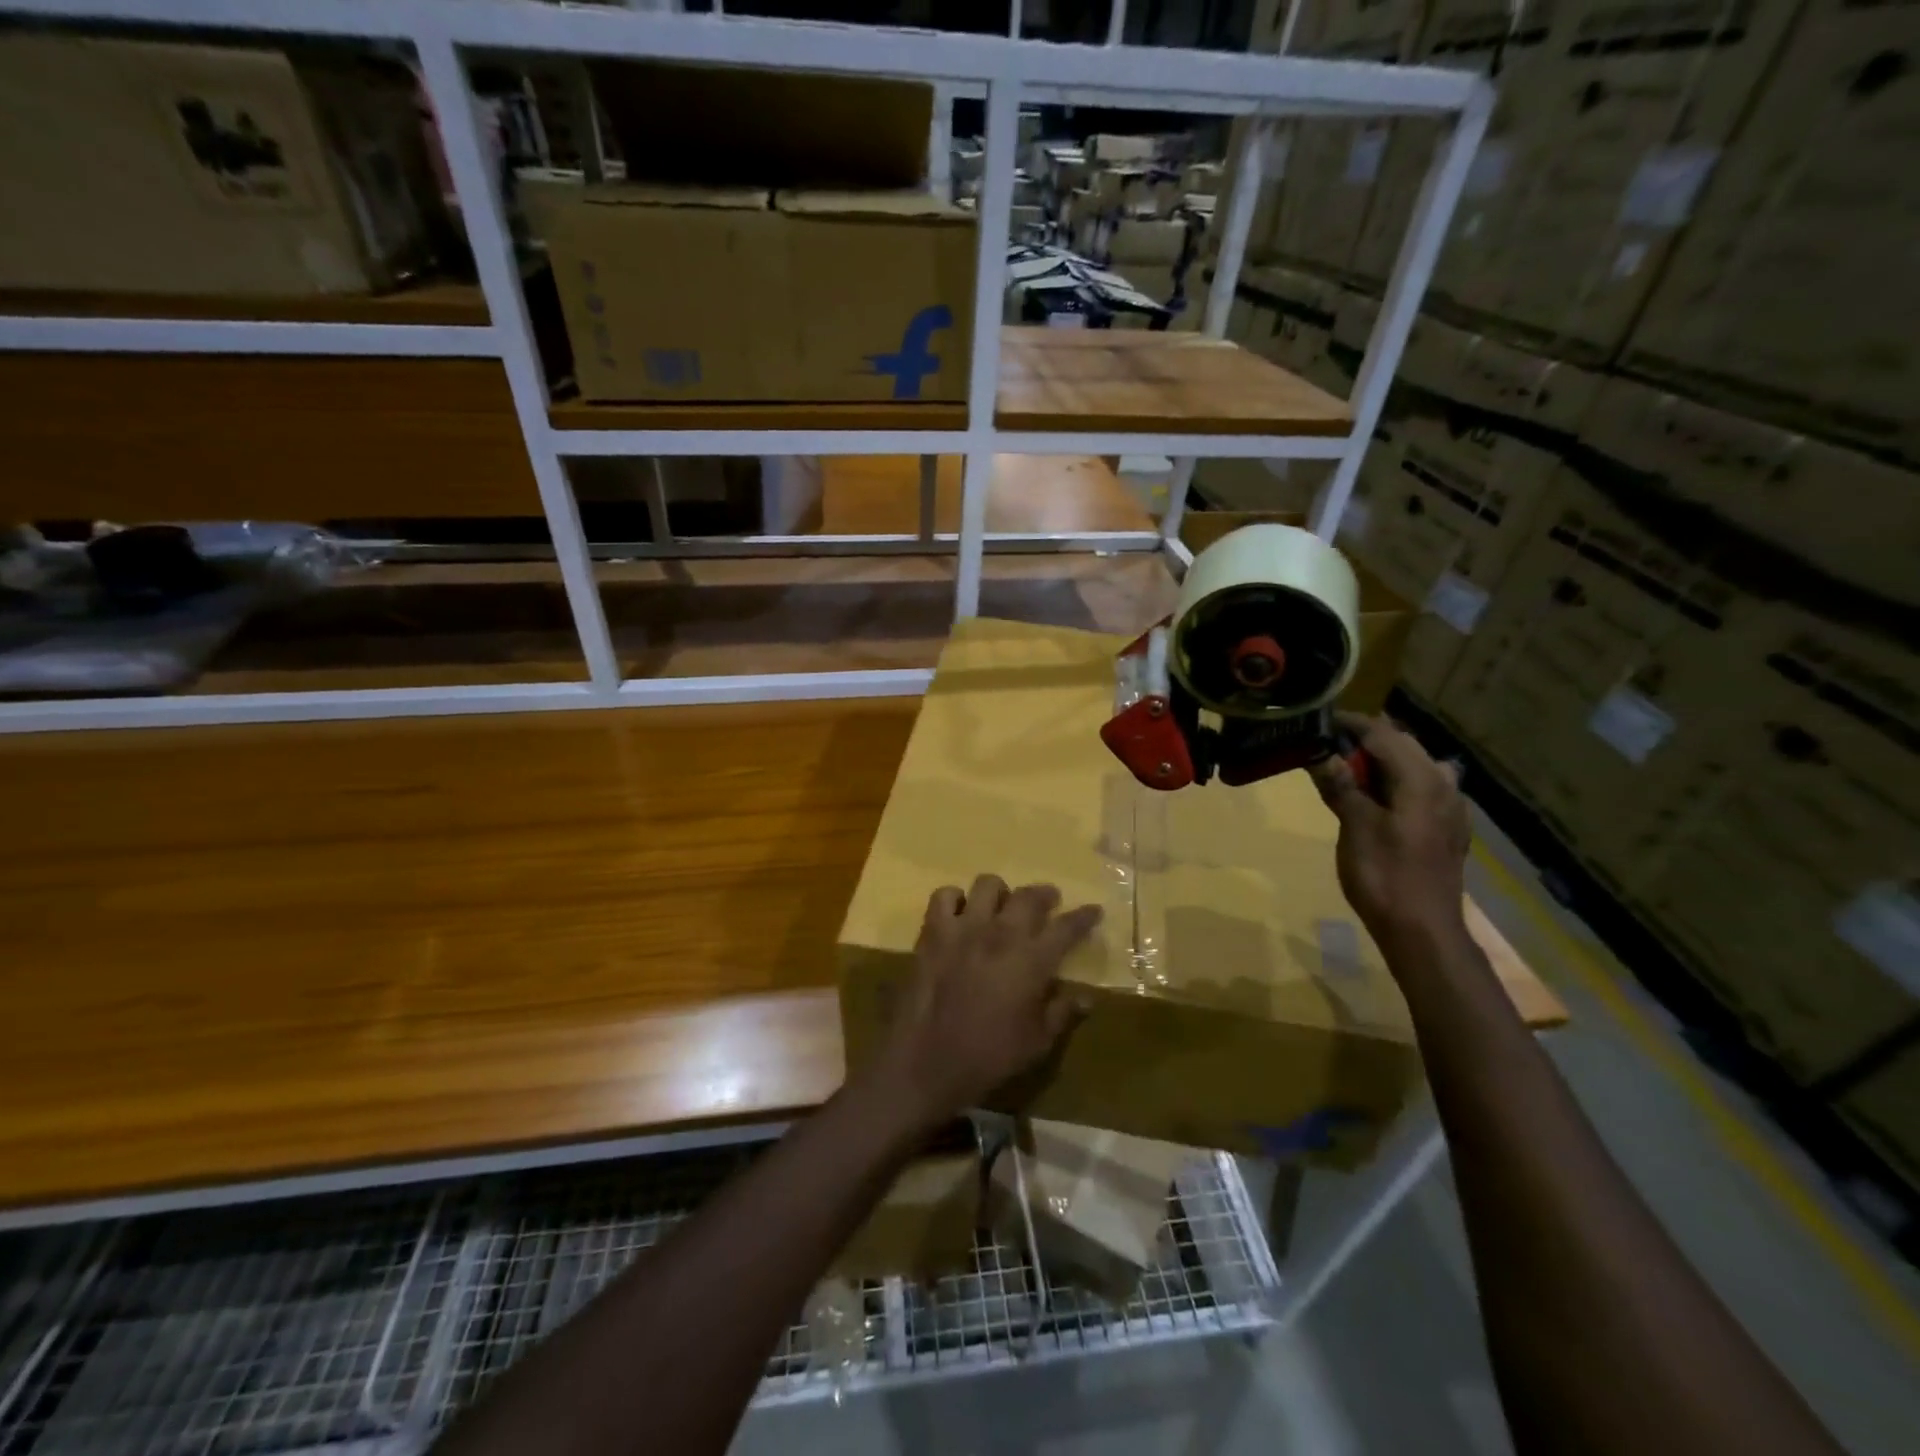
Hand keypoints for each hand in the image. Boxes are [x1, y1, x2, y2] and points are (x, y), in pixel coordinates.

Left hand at [867, 874, 1101, 1130]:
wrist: (927, 1062)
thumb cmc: (989, 1056)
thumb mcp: (1037, 1042)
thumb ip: (1063, 1012)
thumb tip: (1086, 996)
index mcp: (1032, 961)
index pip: (1067, 928)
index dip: (1083, 917)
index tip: (1093, 910)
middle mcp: (1001, 934)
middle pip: (1029, 896)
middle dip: (1045, 895)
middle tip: (1050, 901)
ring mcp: (964, 928)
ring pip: (988, 885)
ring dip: (1001, 893)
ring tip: (1002, 906)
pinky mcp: (933, 932)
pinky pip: (944, 896)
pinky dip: (956, 900)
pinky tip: (961, 915)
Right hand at [1309, 714, 1470, 951]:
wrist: (1422, 930)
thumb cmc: (1385, 875)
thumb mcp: (1355, 826)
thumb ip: (1342, 786)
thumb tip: (1324, 755)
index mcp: (1422, 779)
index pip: (1383, 734)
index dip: (1351, 724)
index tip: (1321, 721)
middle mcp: (1443, 785)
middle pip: (1404, 746)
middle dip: (1367, 740)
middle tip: (1329, 745)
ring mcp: (1450, 808)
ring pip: (1416, 766)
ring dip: (1385, 762)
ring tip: (1353, 771)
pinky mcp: (1447, 829)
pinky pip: (1423, 789)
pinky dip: (1398, 783)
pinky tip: (1381, 799)